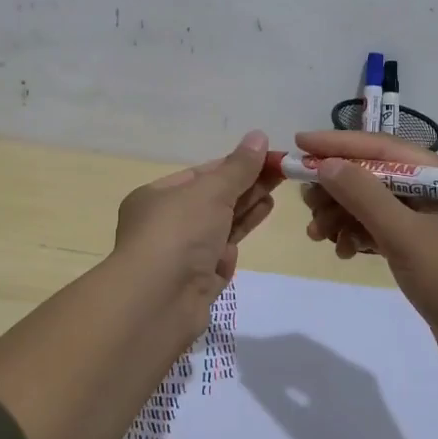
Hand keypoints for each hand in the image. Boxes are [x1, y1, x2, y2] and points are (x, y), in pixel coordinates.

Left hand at [113, 130, 276, 315]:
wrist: (158, 302)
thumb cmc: (178, 233)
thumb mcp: (210, 191)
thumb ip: (238, 167)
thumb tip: (258, 136)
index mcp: (155, 197)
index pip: (200, 174)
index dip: (234, 164)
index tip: (268, 157)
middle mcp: (165, 225)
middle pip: (212, 199)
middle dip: (246, 185)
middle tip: (282, 172)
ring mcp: (181, 255)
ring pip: (219, 226)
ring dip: (247, 208)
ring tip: (276, 193)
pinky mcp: (197, 282)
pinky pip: (220, 254)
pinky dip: (238, 237)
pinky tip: (256, 225)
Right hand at [294, 130, 437, 377]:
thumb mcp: (405, 234)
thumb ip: (363, 195)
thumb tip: (326, 164)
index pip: (381, 148)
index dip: (337, 144)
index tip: (299, 143)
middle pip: (375, 176)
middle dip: (337, 188)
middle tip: (306, 205)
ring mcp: (433, 223)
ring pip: (376, 206)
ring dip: (344, 216)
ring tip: (317, 236)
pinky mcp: (426, 252)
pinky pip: (384, 232)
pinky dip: (360, 237)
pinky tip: (343, 252)